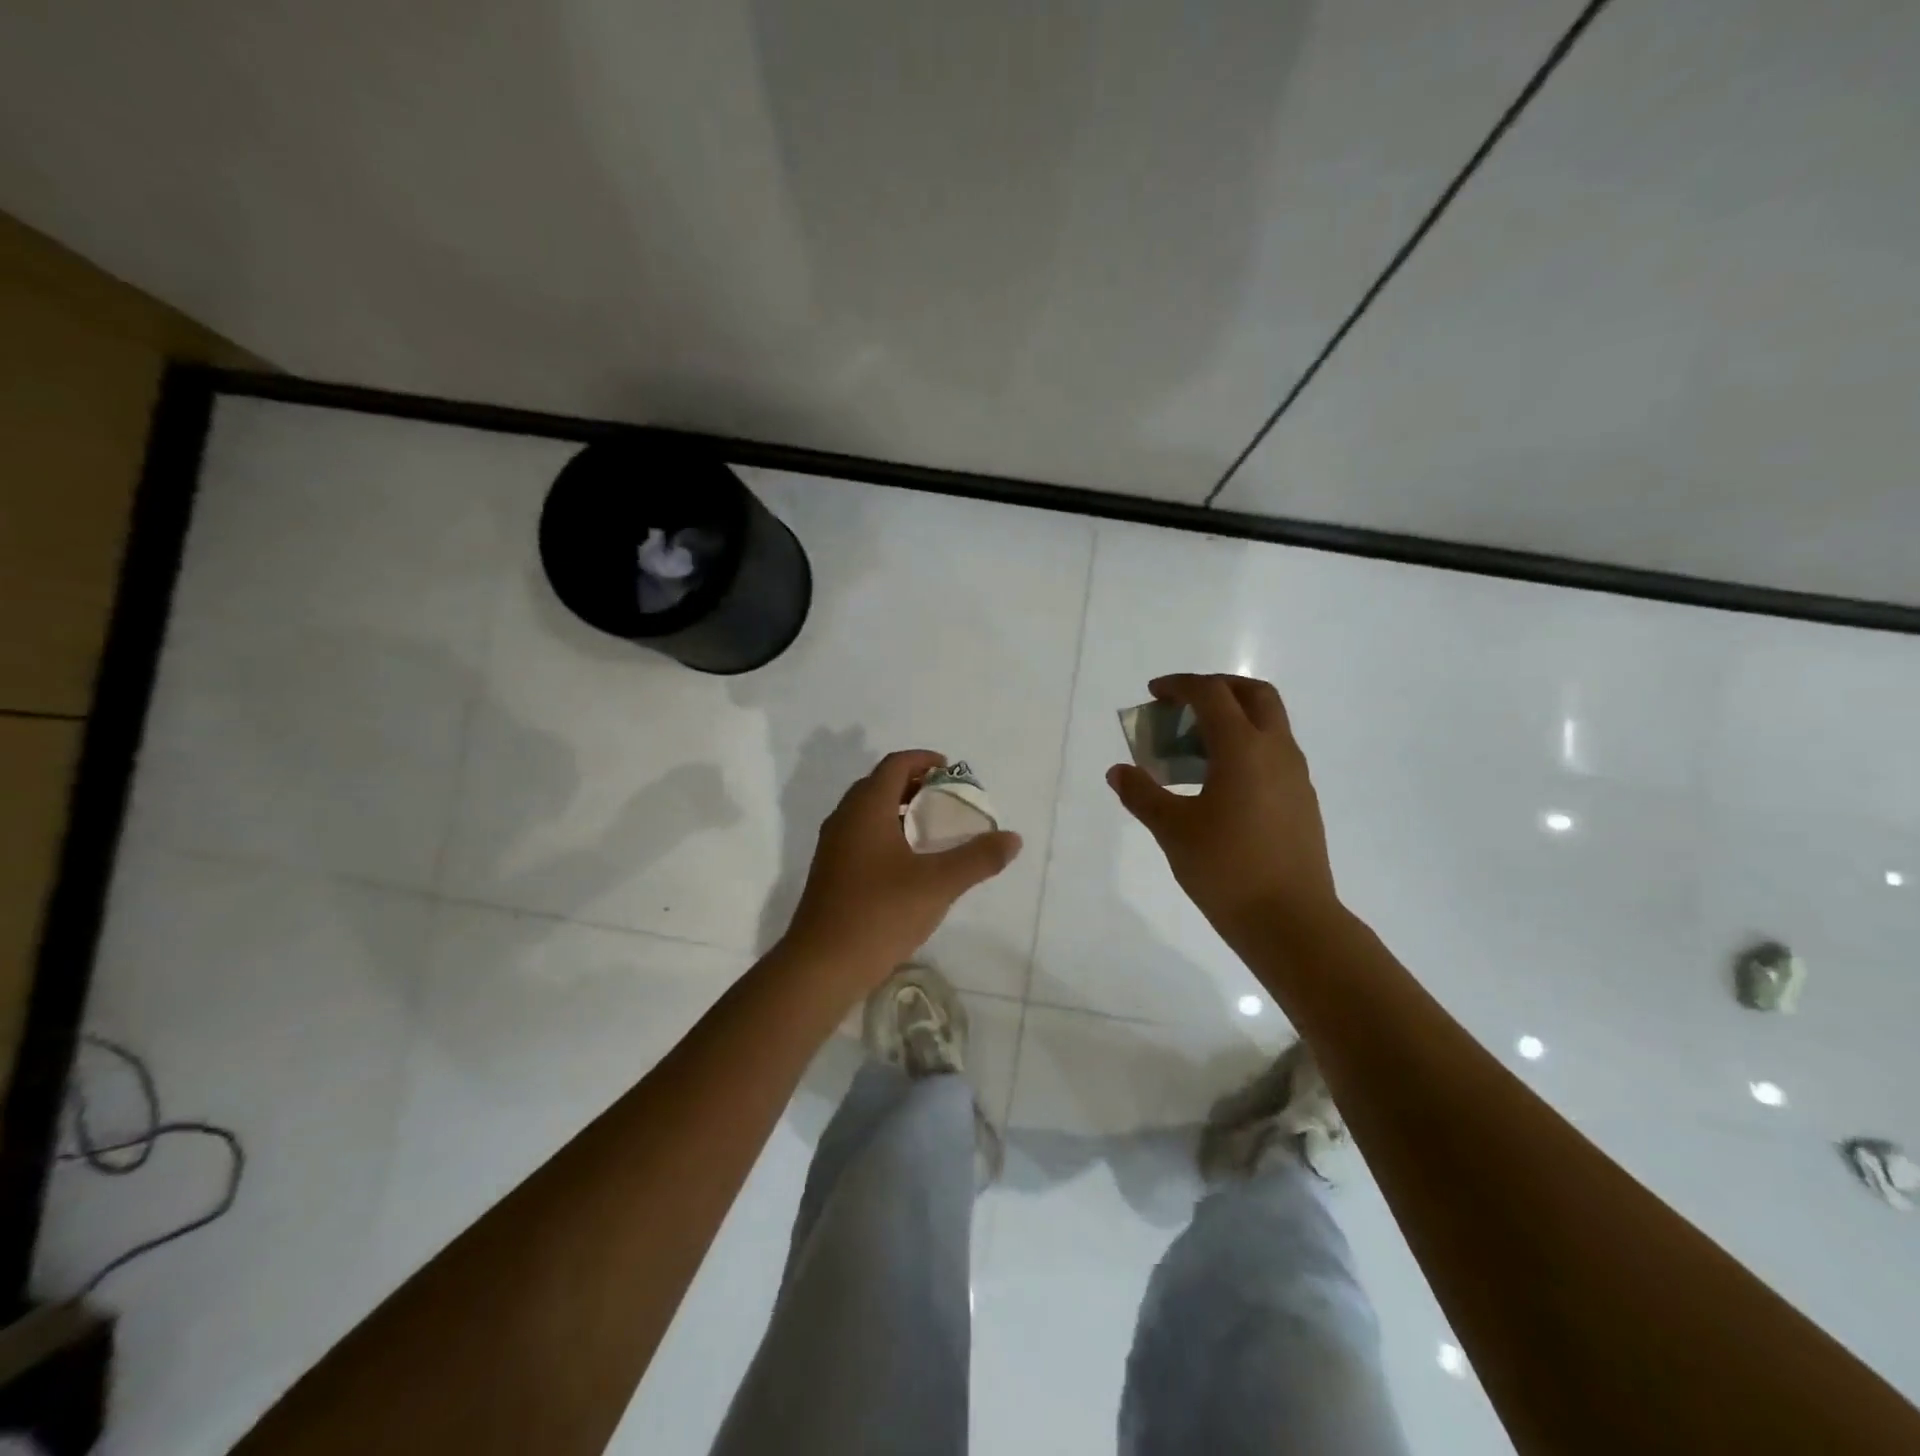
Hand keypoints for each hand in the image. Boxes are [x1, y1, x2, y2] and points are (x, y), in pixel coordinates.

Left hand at [782, 750, 1022, 988]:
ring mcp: (833, 847)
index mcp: (866, 809)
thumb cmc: (880, 913)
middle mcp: (845, 819)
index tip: (951, 771)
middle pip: (880, 785)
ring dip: (900, 810)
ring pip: (868, 812)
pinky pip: (861, 836)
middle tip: (947, 800)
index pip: (895, 765)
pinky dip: (887, 833)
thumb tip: (1012, 838)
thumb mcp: (938, 884)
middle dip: (914, 784)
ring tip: (933, 830)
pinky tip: (908, 863)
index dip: (924, 760)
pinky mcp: (831, 872)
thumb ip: (978, 858)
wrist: (822, 966)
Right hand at [1107, 673, 1342, 948]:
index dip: (1180, 685)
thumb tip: (1118, 772)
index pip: (1211, 694)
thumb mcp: (1172, 830)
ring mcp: (1295, 774)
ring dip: (1233, 718)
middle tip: (1184, 705)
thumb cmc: (1226, 869)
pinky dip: (1245, 746)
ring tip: (1194, 747)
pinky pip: (1273, 752)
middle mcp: (1276, 750)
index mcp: (1243, 748)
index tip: (1154, 693)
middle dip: (1217, 688)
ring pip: (1268, 723)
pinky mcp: (1302, 798)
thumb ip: (1142, 794)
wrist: (1291, 920)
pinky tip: (1219, 782)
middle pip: (1253, 694)